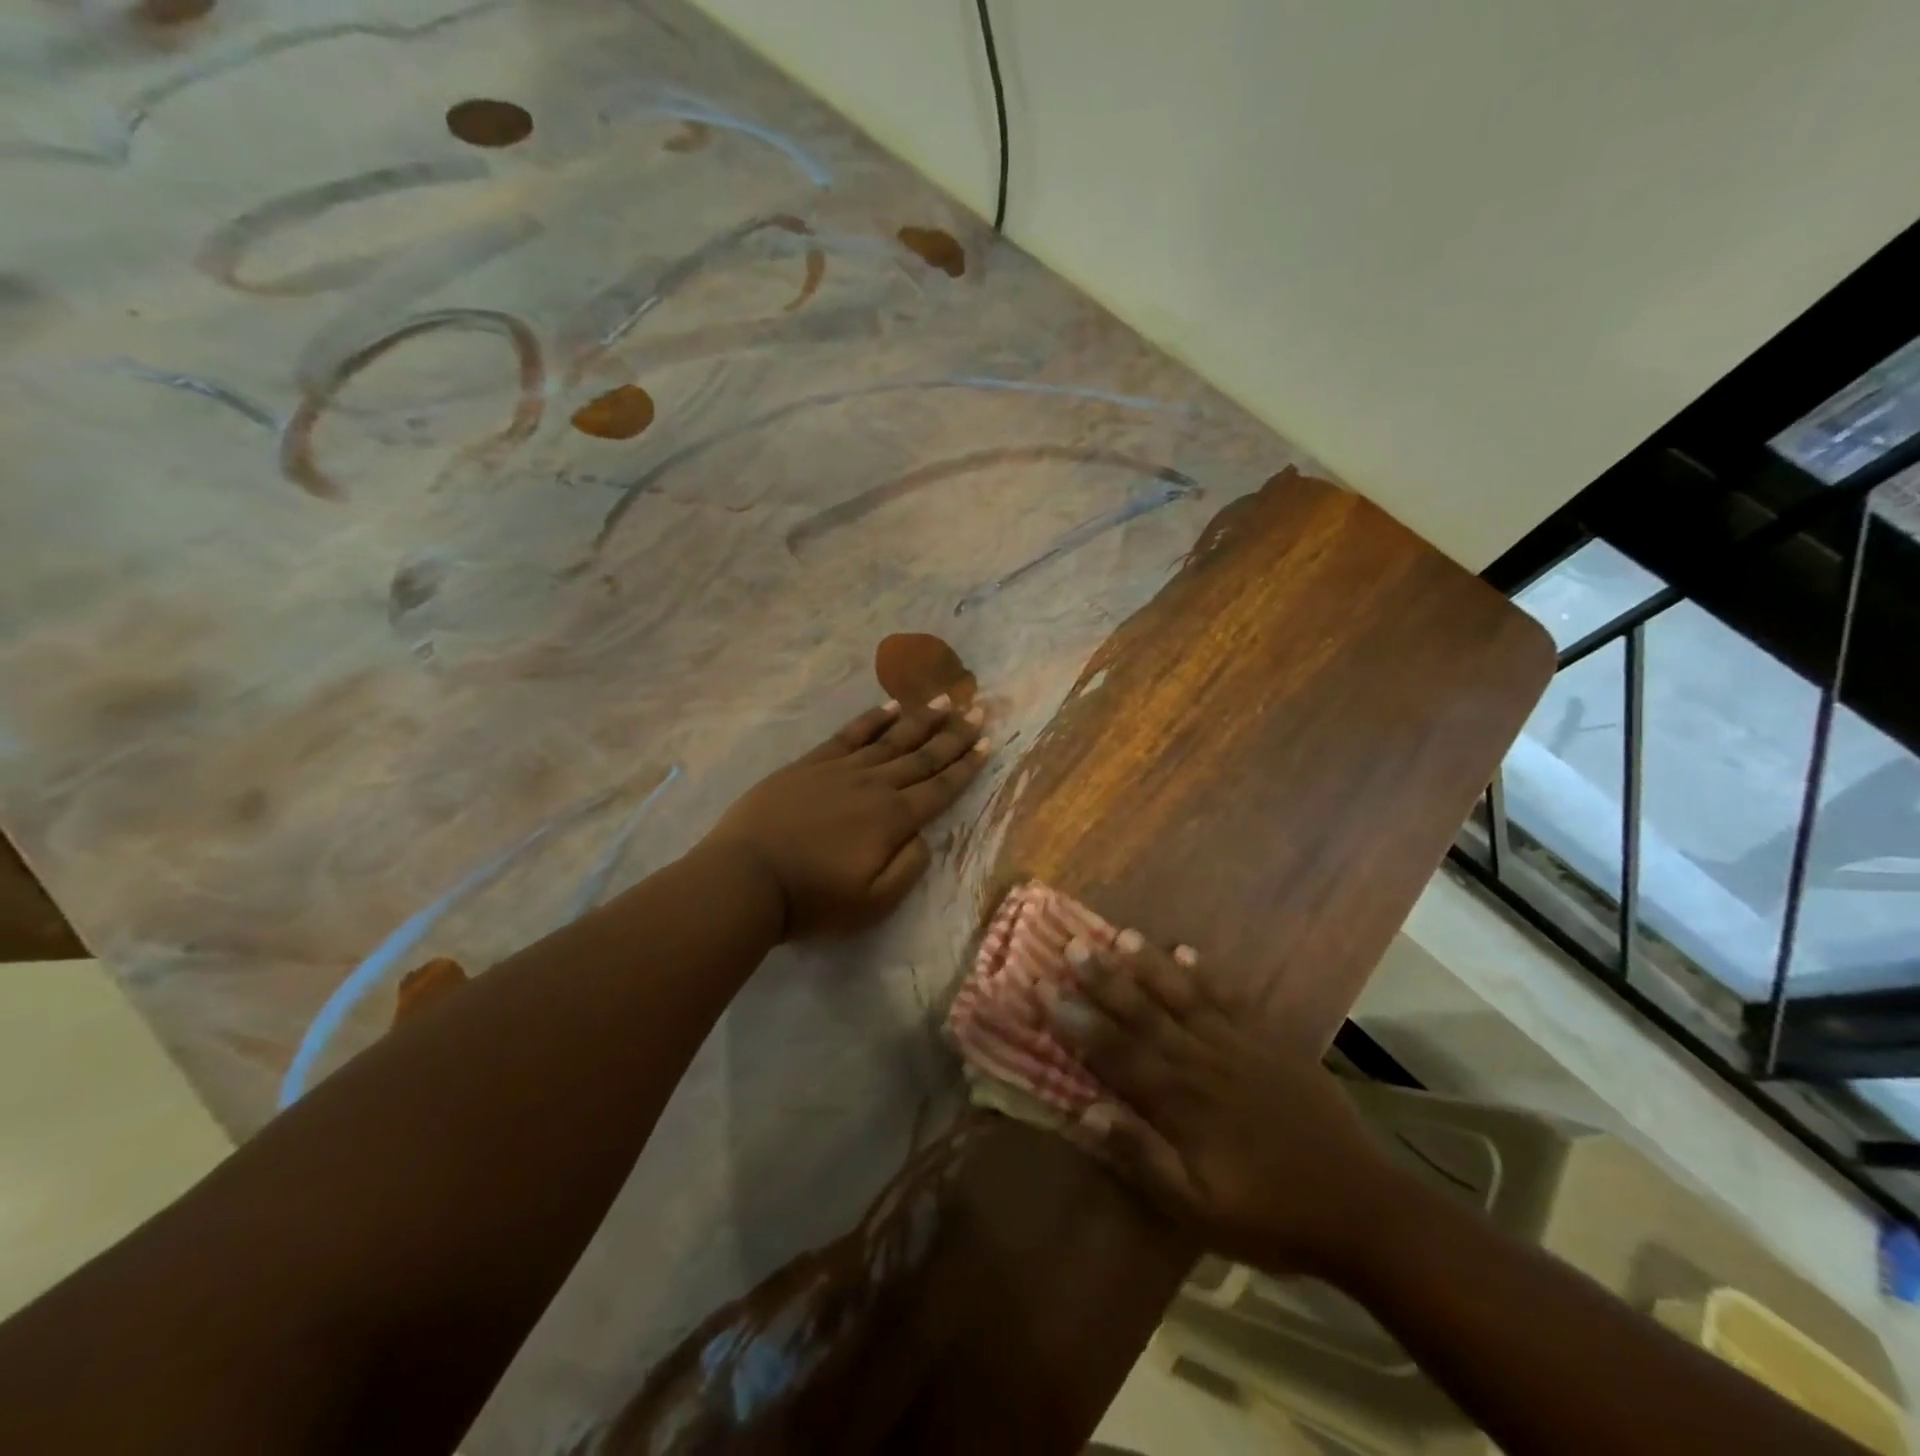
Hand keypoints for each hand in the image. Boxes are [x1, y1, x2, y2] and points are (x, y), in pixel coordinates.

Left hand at [703, 697, 989, 940]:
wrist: (747, 878)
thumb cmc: (812, 899)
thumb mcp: (873, 903)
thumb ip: (908, 868)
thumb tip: (925, 836)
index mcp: (893, 819)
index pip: (940, 788)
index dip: (966, 766)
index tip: (988, 743)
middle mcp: (875, 785)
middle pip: (923, 756)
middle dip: (954, 735)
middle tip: (979, 711)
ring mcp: (842, 769)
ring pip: (892, 738)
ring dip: (922, 719)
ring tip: (946, 700)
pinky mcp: (811, 763)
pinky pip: (850, 734)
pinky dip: (873, 719)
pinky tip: (890, 705)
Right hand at [1048, 933, 1407, 1278]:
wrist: (1358, 1205)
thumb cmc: (1269, 1213)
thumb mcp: (1198, 1209)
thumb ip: (1142, 1157)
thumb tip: (1088, 1111)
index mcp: (1179, 1101)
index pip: (1115, 1052)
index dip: (1076, 1020)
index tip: (1044, 988)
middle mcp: (1200, 1061)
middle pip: (1143, 1012)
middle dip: (1103, 979)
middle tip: (1071, 945)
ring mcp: (1237, 1044)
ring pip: (1182, 995)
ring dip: (1148, 965)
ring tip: (1119, 935)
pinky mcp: (1270, 1040)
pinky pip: (1230, 997)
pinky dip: (1206, 973)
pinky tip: (1186, 952)